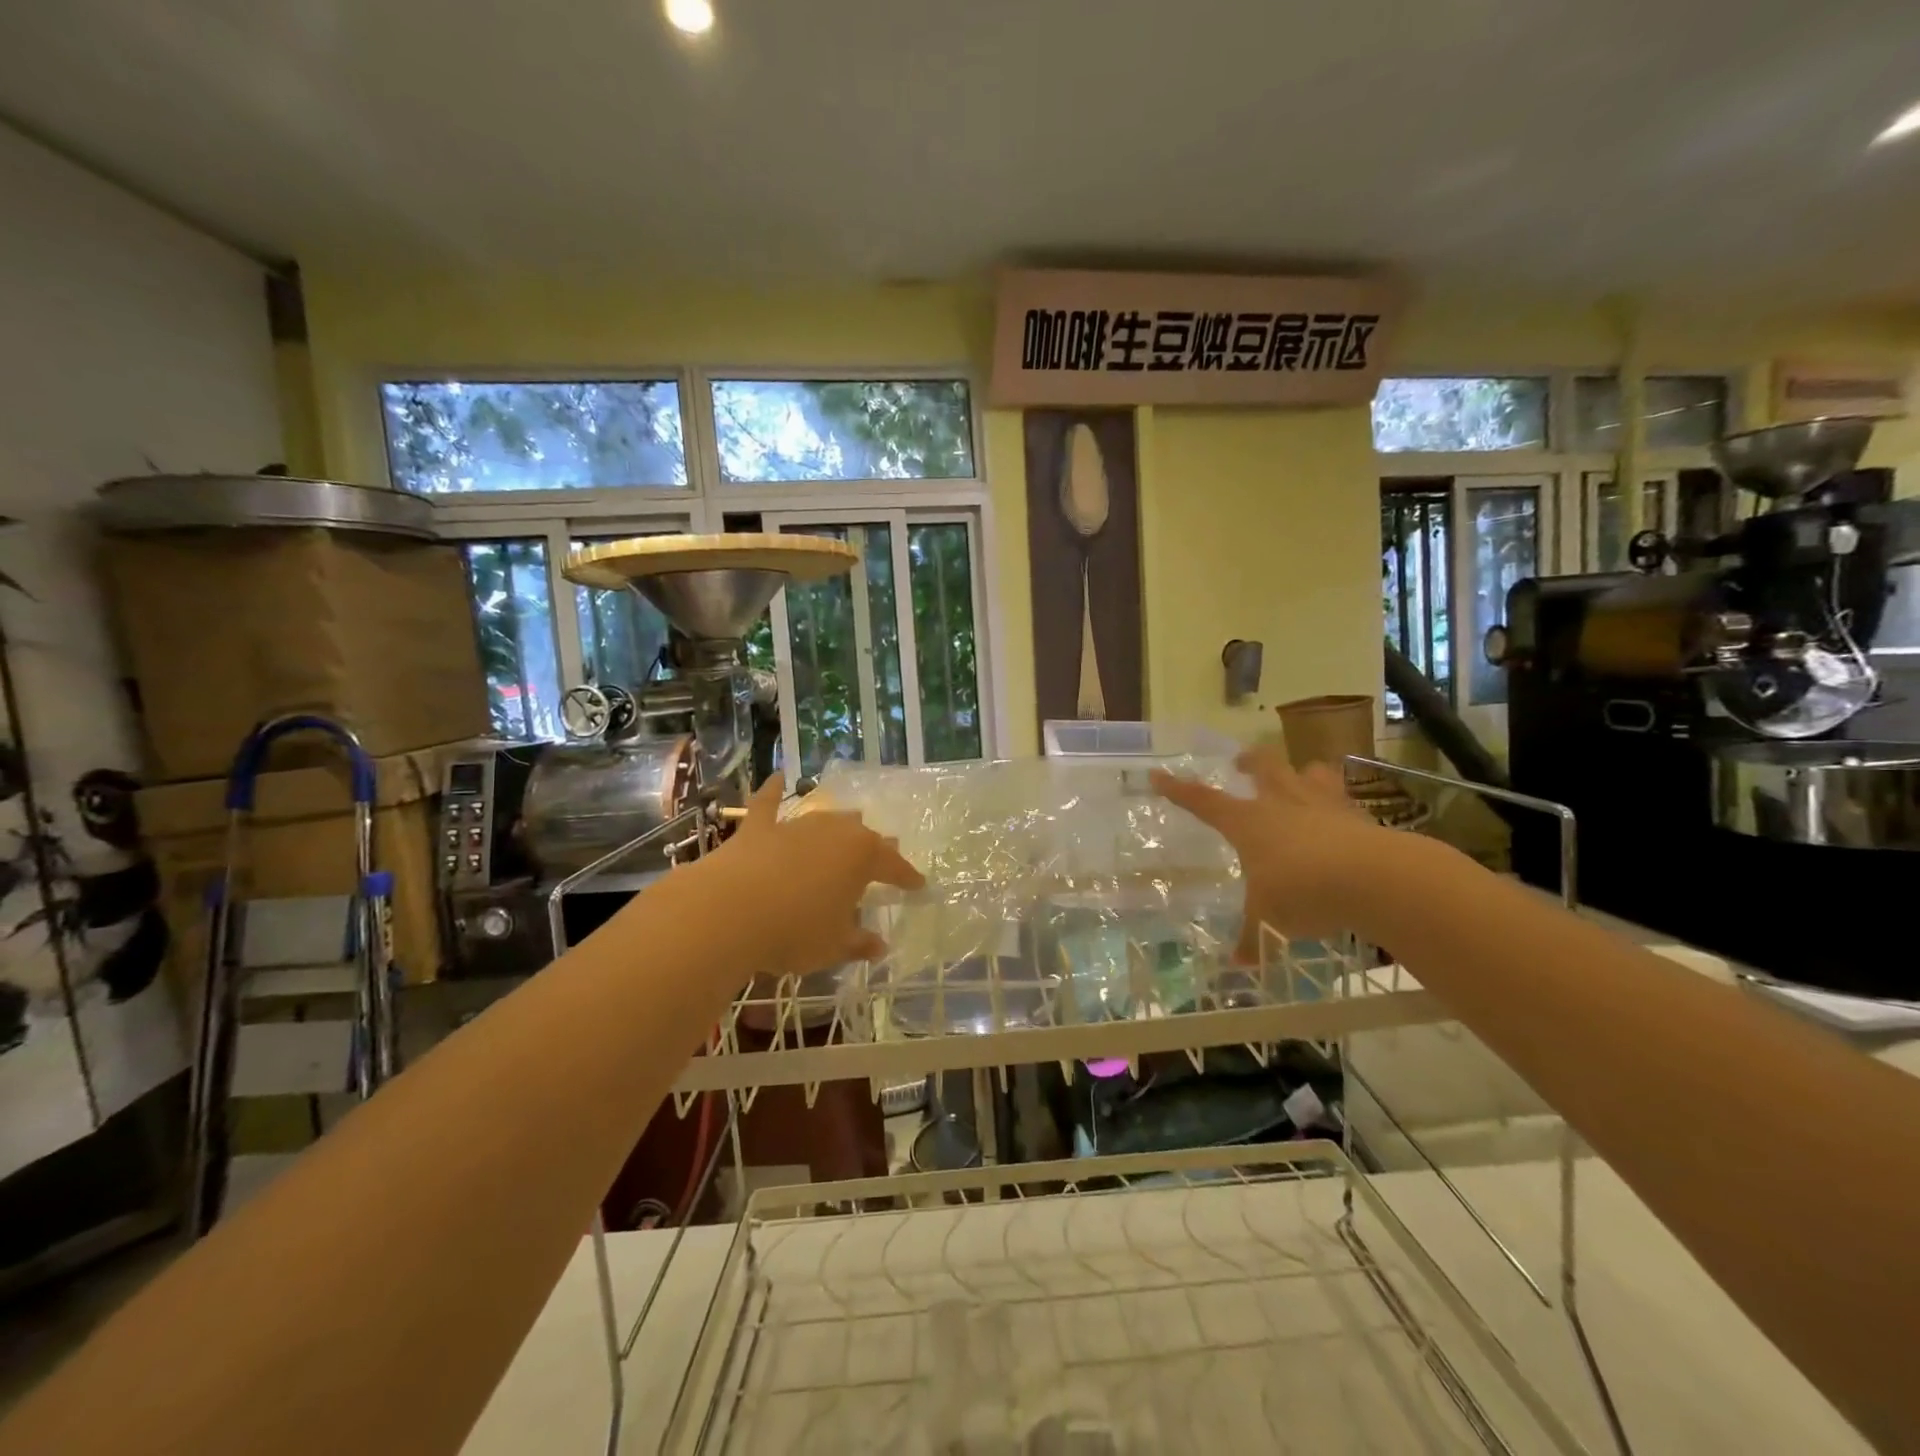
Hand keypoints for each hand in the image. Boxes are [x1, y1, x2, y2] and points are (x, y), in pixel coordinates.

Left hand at [693, 773, 924, 979]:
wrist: (729, 912)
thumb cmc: (794, 931)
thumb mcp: (833, 946)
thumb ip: (858, 943)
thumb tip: (879, 946)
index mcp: (862, 858)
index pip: (894, 865)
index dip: (907, 876)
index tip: (918, 885)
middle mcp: (834, 833)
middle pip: (862, 836)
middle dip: (876, 846)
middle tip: (885, 853)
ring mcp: (795, 826)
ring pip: (826, 820)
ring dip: (839, 825)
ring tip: (850, 824)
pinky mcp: (758, 829)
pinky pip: (768, 804)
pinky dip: (774, 791)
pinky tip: (777, 776)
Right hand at [1152, 746, 1388, 957]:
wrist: (1375, 878)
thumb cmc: (1303, 892)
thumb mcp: (1269, 921)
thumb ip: (1253, 940)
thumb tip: (1237, 965)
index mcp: (1248, 822)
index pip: (1202, 801)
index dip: (1178, 789)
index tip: (1158, 775)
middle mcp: (1281, 803)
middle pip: (1262, 766)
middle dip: (1249, 761)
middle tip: (1241, 764)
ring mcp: (1322, 803)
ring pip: (1307, 771)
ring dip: (1299, 772)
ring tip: (1298, 778)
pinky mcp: (1358, 814)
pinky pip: (1343, 796)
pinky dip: (1337, 801)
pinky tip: (1340, 815)